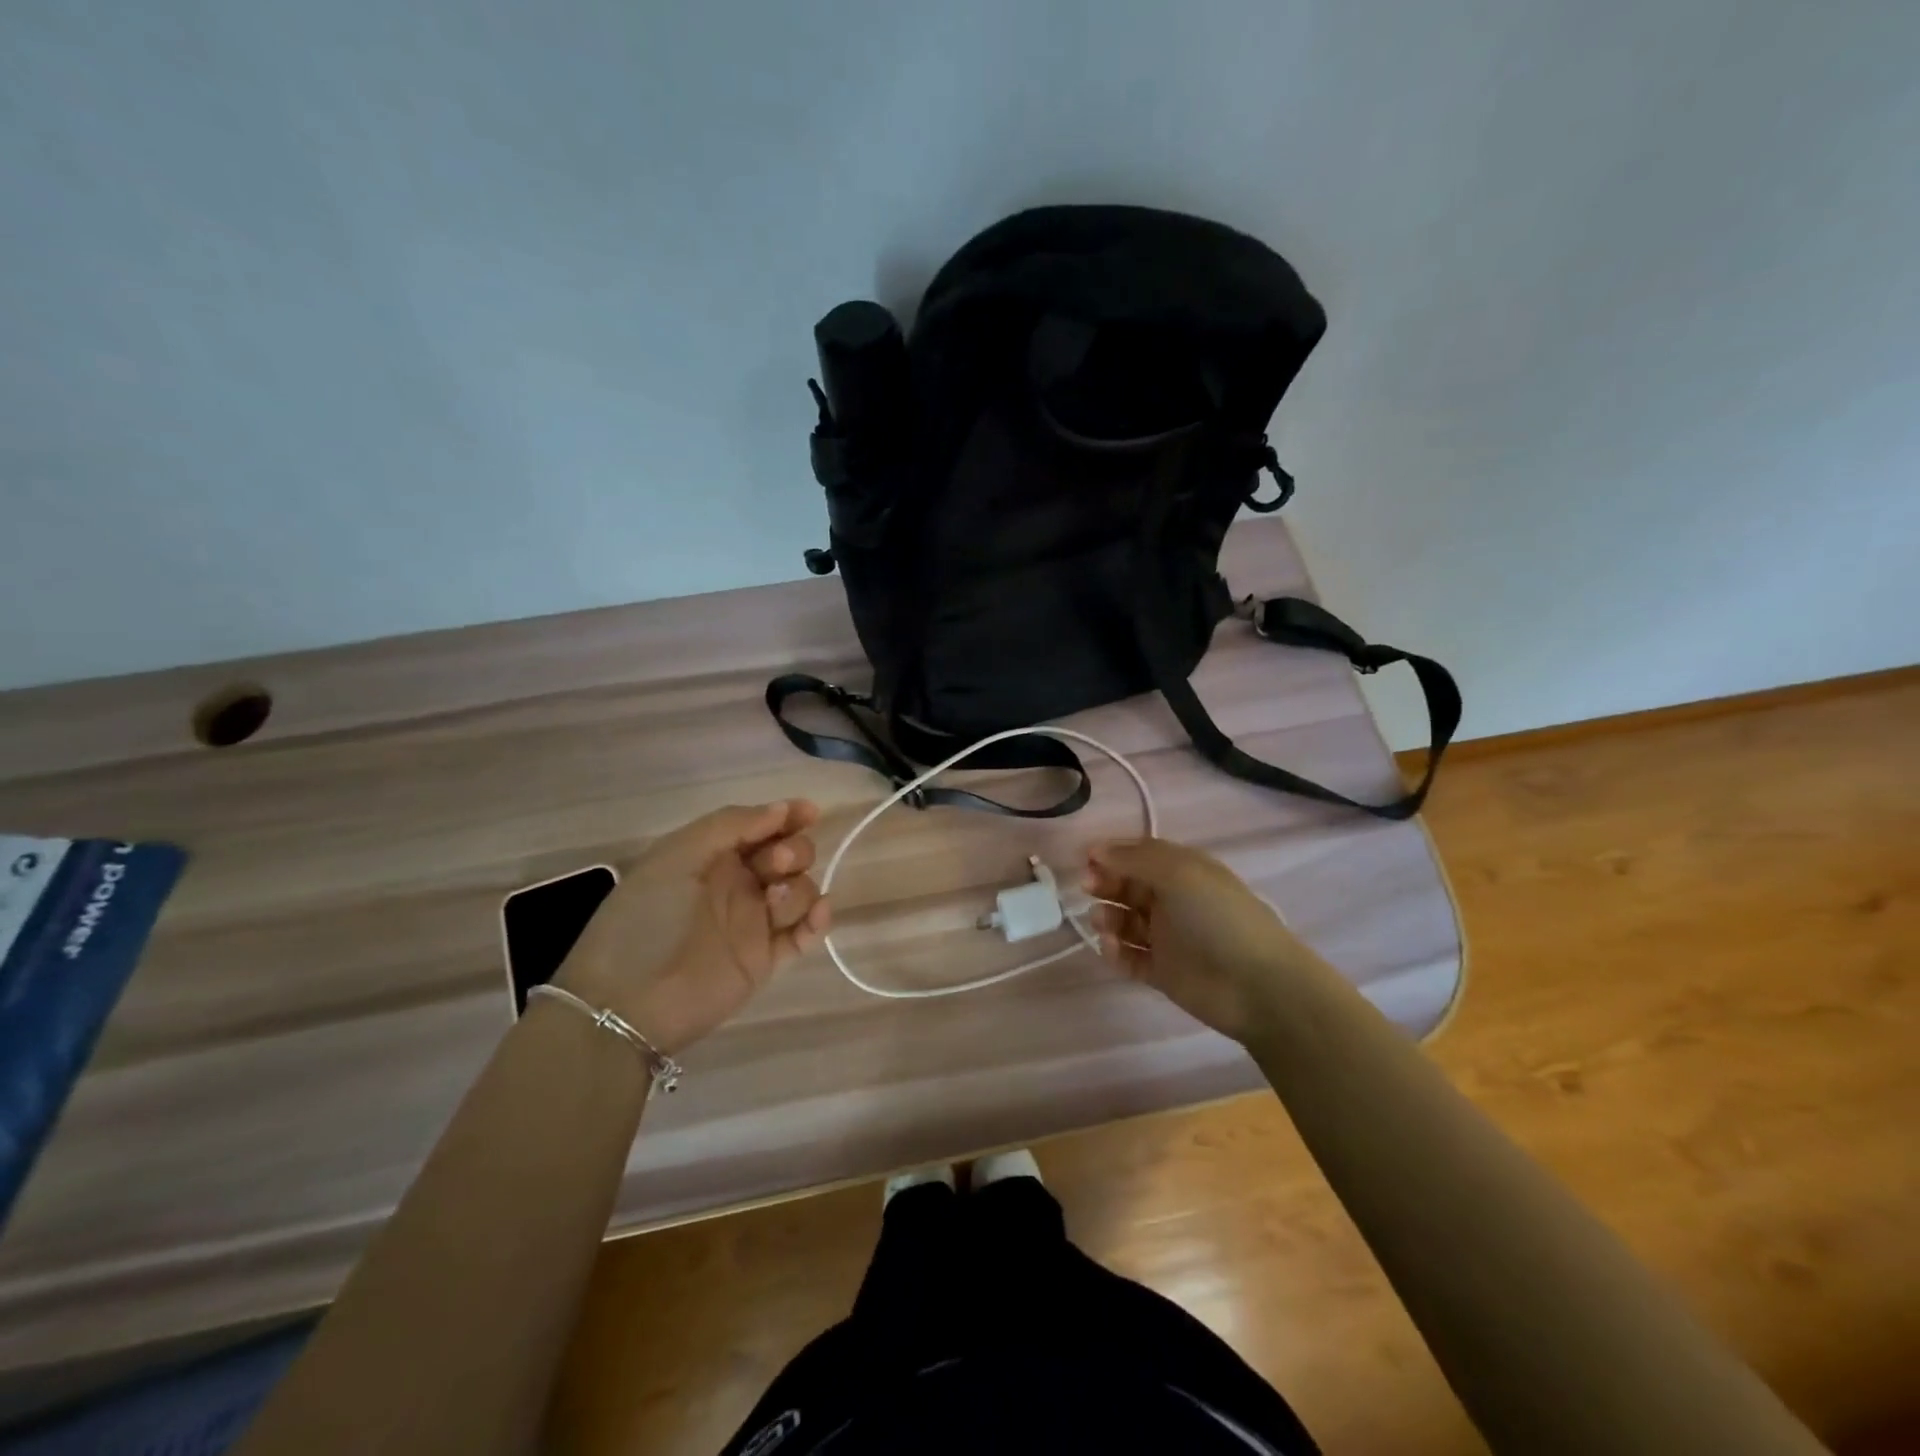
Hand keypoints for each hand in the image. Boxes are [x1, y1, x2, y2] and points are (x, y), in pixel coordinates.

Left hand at [555, 801, 830, 1053]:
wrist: (629, 1001)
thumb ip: (731, 825)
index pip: (762, 826)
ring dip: (799, 888)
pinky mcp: (765, 959)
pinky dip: (819, 920)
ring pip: (801, 890)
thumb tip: (782, 810)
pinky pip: (805, 934)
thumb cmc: (647, 917)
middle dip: (793, 851)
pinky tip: (816, 915)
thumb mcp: (678, 857)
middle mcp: (738, 883)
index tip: (810, 812)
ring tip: (775, 901)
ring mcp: (754, 922)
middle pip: (789, 855)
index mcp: (714, 855)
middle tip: (774, 864)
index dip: (789, 816)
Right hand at [1085, 837, 1322, 1044]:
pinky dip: (1116, 952)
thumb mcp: (1179, 873)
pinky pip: (1130, 957)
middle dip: (1105, 884)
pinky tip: (1111, 948)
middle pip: (1128, 886)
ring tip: (1102, 923)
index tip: (1084, 859)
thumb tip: (1096, 849)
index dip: (1112, 855)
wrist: (1257, 985)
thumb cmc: (1218, 917)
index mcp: (1183, 871)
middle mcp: (1173, 901)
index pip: (1139, 855)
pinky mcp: (1162, 972)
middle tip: (1087, 888)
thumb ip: (1134, 859)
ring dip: (1108, 918)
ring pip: (1126, 922)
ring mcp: (1168, 938)